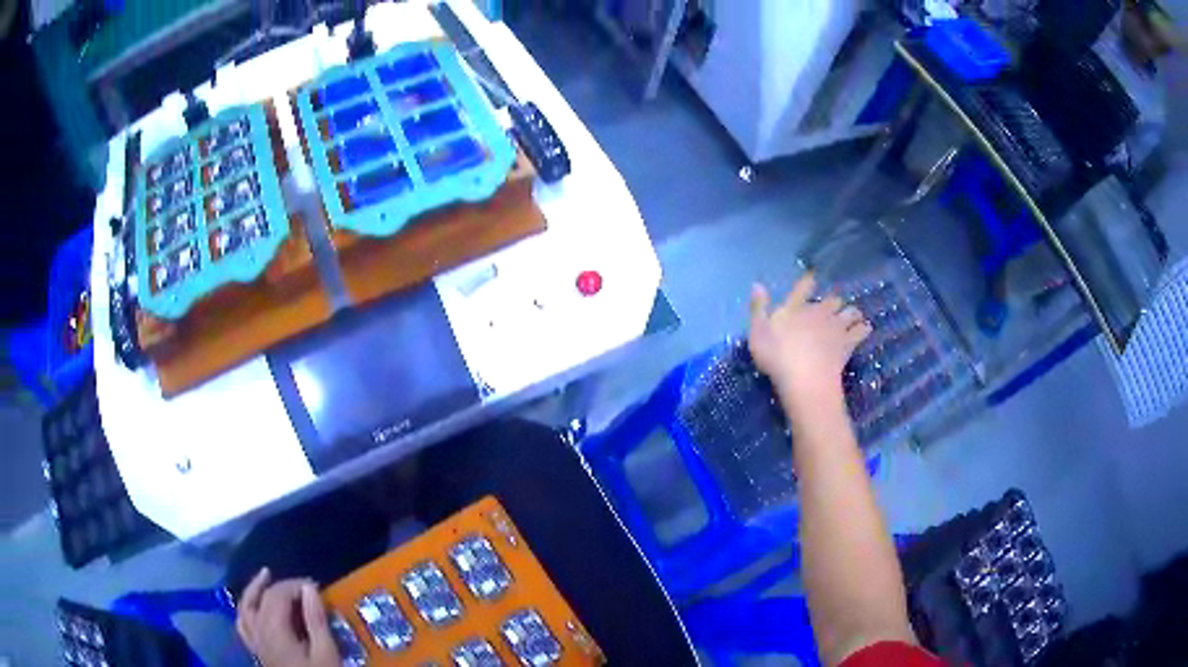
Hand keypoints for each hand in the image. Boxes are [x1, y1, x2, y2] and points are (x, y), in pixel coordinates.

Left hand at [236, 568, 340, 666]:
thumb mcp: (326, 653)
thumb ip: (316, 621)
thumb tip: (309, 588)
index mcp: (274, 629)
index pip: (277, 594)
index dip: (295, 585)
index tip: (316, 586)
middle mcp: (258, 631)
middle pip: (262, 598)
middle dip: (281, 586)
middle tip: (303, 586)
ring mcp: (254, 642)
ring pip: (245, 607)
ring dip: (255, 590)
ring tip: (266, 578)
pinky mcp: (257, 651)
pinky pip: (243, 624)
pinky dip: (247, 609)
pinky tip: (255, 608)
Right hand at [748, 273, 870, 412]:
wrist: (805, 379)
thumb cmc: (776, 357)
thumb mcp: (757, 332)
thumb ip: (758, 307)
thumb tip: (757, 284)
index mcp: (795, 308)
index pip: (804, 287)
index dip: (809, 281)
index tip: (813, 277)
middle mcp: (818, 311)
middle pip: (832, 299)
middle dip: (834, 301)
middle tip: (833, 307)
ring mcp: (836, 326)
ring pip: (850, 311)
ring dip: (851, 313)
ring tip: (852, 317)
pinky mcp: (848, 343)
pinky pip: (861, 330)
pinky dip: (863, 329)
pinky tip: (864, 330)